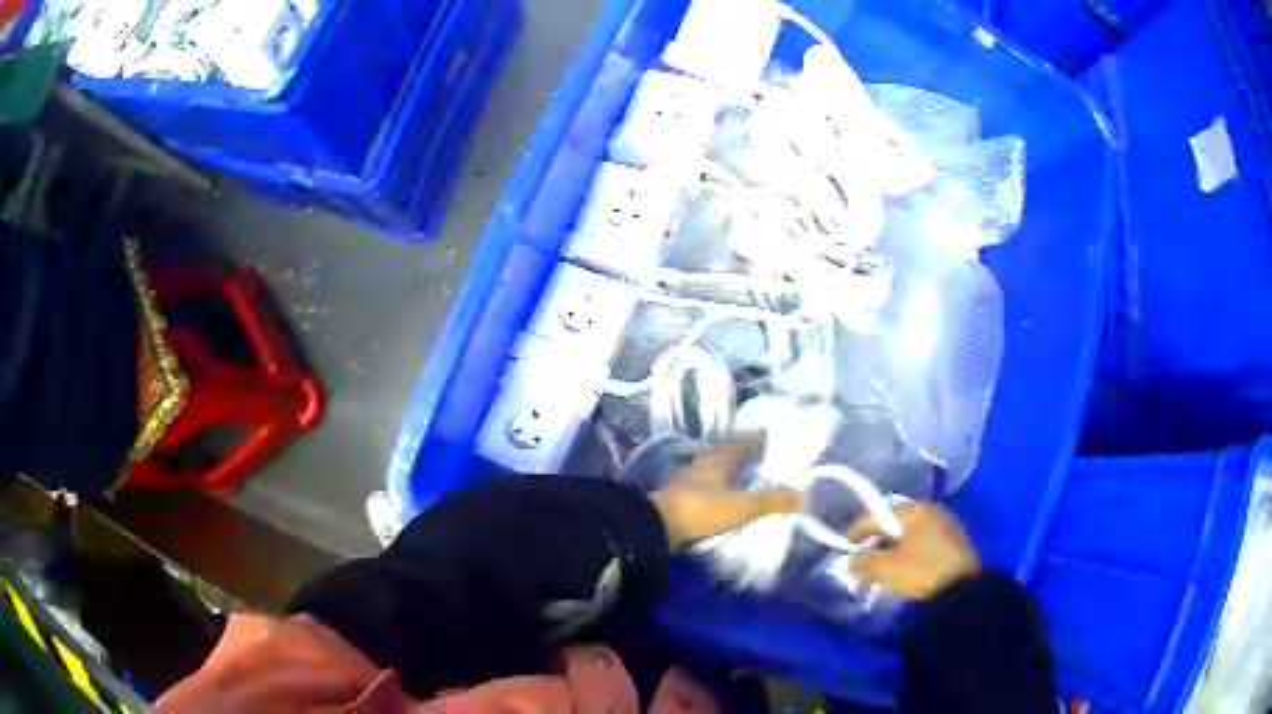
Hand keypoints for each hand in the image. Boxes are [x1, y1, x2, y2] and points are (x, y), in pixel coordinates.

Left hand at [648, 439, 800, 546]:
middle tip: (756, 462)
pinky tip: (718, 503)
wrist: (657, 527)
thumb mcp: (743, 505)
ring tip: (739, 483)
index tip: (767, 437)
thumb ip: (773, 500)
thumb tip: (805, 495)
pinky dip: (712, 495)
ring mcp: (685, 485)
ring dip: (723, 478)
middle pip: (722, 459)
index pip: (739, 445)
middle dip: (738, 460)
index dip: (754, 441)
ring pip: (709, 476)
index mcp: (716, 461)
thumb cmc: (702, 508)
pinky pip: (700, 493)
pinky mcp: (676, 503)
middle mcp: (700, 468)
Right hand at [847, 503, 980, 600]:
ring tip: (878, 572)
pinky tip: (899, 571)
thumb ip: (863, 561)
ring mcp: (944, 525)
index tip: (843, 549)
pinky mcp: (951, 543)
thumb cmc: (921, 570)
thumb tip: (848, 561)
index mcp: (915, 508)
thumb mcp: (887, 567)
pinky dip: (906, 555)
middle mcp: (931, 510)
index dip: (856, 532)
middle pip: (893, 526)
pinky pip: (920, 544)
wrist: (962, 588)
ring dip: (890, 552)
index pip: (878, 516)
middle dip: (874, 545)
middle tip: (861, 564)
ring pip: (907, 537)